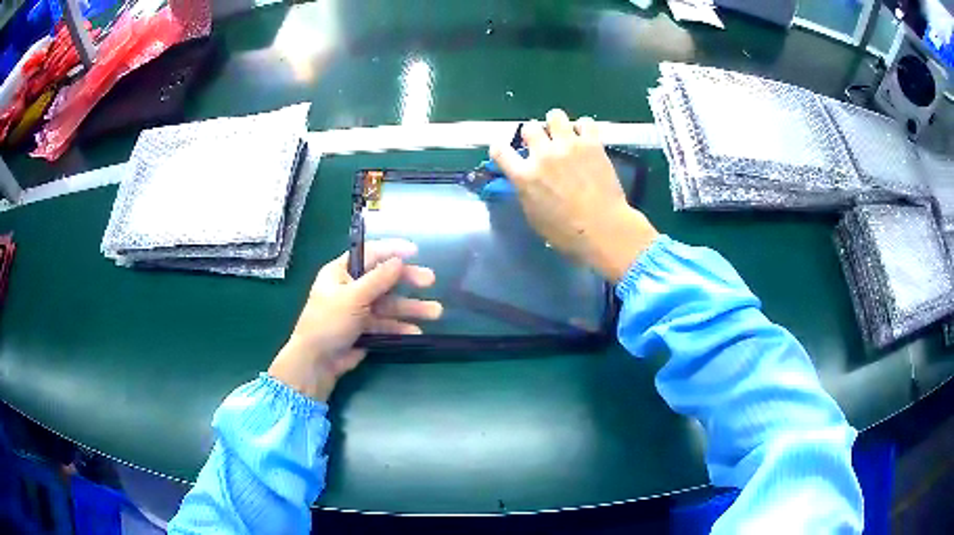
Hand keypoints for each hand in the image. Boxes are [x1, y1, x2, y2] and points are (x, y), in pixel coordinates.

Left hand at [268, 240, 441, 400]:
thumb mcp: (353, 297)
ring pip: (389, 304)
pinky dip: (400, 327)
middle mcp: (351, 287)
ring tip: (435, 312)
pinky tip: (416, 332)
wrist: (317, 361)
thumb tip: (399, 260)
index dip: (392, 250)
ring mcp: (358, 309)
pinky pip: (386, 323)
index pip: (369, 254)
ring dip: (410, 307)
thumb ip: (378, 279)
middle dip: (407, 280)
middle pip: (384, 279)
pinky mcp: (365, 329)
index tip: (415, 251)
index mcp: (341, 272)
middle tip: (431, 280)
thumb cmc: (329, 321)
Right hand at [490, 109, 657, 282]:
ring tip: (565, 136)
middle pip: (529, 127)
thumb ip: (526, 192)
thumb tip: (525, 181)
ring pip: (555, 116)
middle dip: (534, 135)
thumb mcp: (534, 216)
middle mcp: (543, 155)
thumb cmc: (566, 233)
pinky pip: (585, 122)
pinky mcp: (591, 144)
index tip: (505, 149)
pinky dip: (584, 128)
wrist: (603, 229)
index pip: (499, 150)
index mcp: (524, 176)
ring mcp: (568, 146)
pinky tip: (586, 139)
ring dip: (557, 125)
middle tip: (544, 145)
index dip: (500, 147)